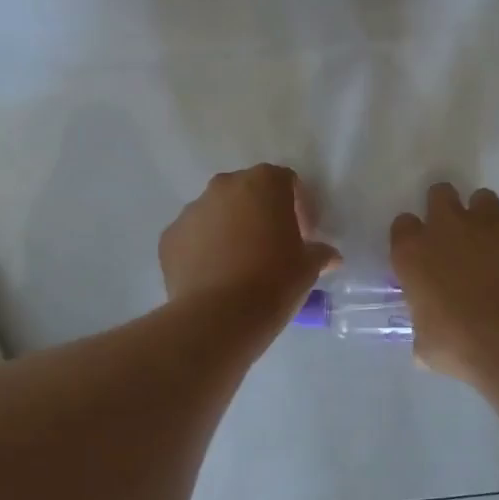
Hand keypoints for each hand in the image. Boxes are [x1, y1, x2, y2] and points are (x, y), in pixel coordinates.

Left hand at [160, 165, 338, 318]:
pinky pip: (193, 238)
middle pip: (248, 193)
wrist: (219, 316)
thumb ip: (320, 253)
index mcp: (263, 183)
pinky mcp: (169, 237)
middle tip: (272, 247)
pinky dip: (204, 250)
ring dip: (230, 230)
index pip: (286, 182)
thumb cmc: (274, 281)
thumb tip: (329, 256)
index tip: (304, 236)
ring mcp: (192, 210)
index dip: (299, 207)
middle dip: (261, 214)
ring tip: (240, 266)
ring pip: (217, 213)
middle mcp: (224, 186)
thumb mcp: (309, 267)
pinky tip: (215, 278)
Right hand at [391, 183, 498, 379]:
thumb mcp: (426, 344)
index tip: (425, 254)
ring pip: (483, 200)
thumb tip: (428, 338)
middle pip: (440, 194)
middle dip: (448, 209)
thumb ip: (423, 326)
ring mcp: (489, 219)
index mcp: (413, 252)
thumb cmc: (460, 346)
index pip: (404, 225)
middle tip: (460, 237)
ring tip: (498, 247)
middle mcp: (446, 225)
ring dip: (487, 220)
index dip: (415, 237)